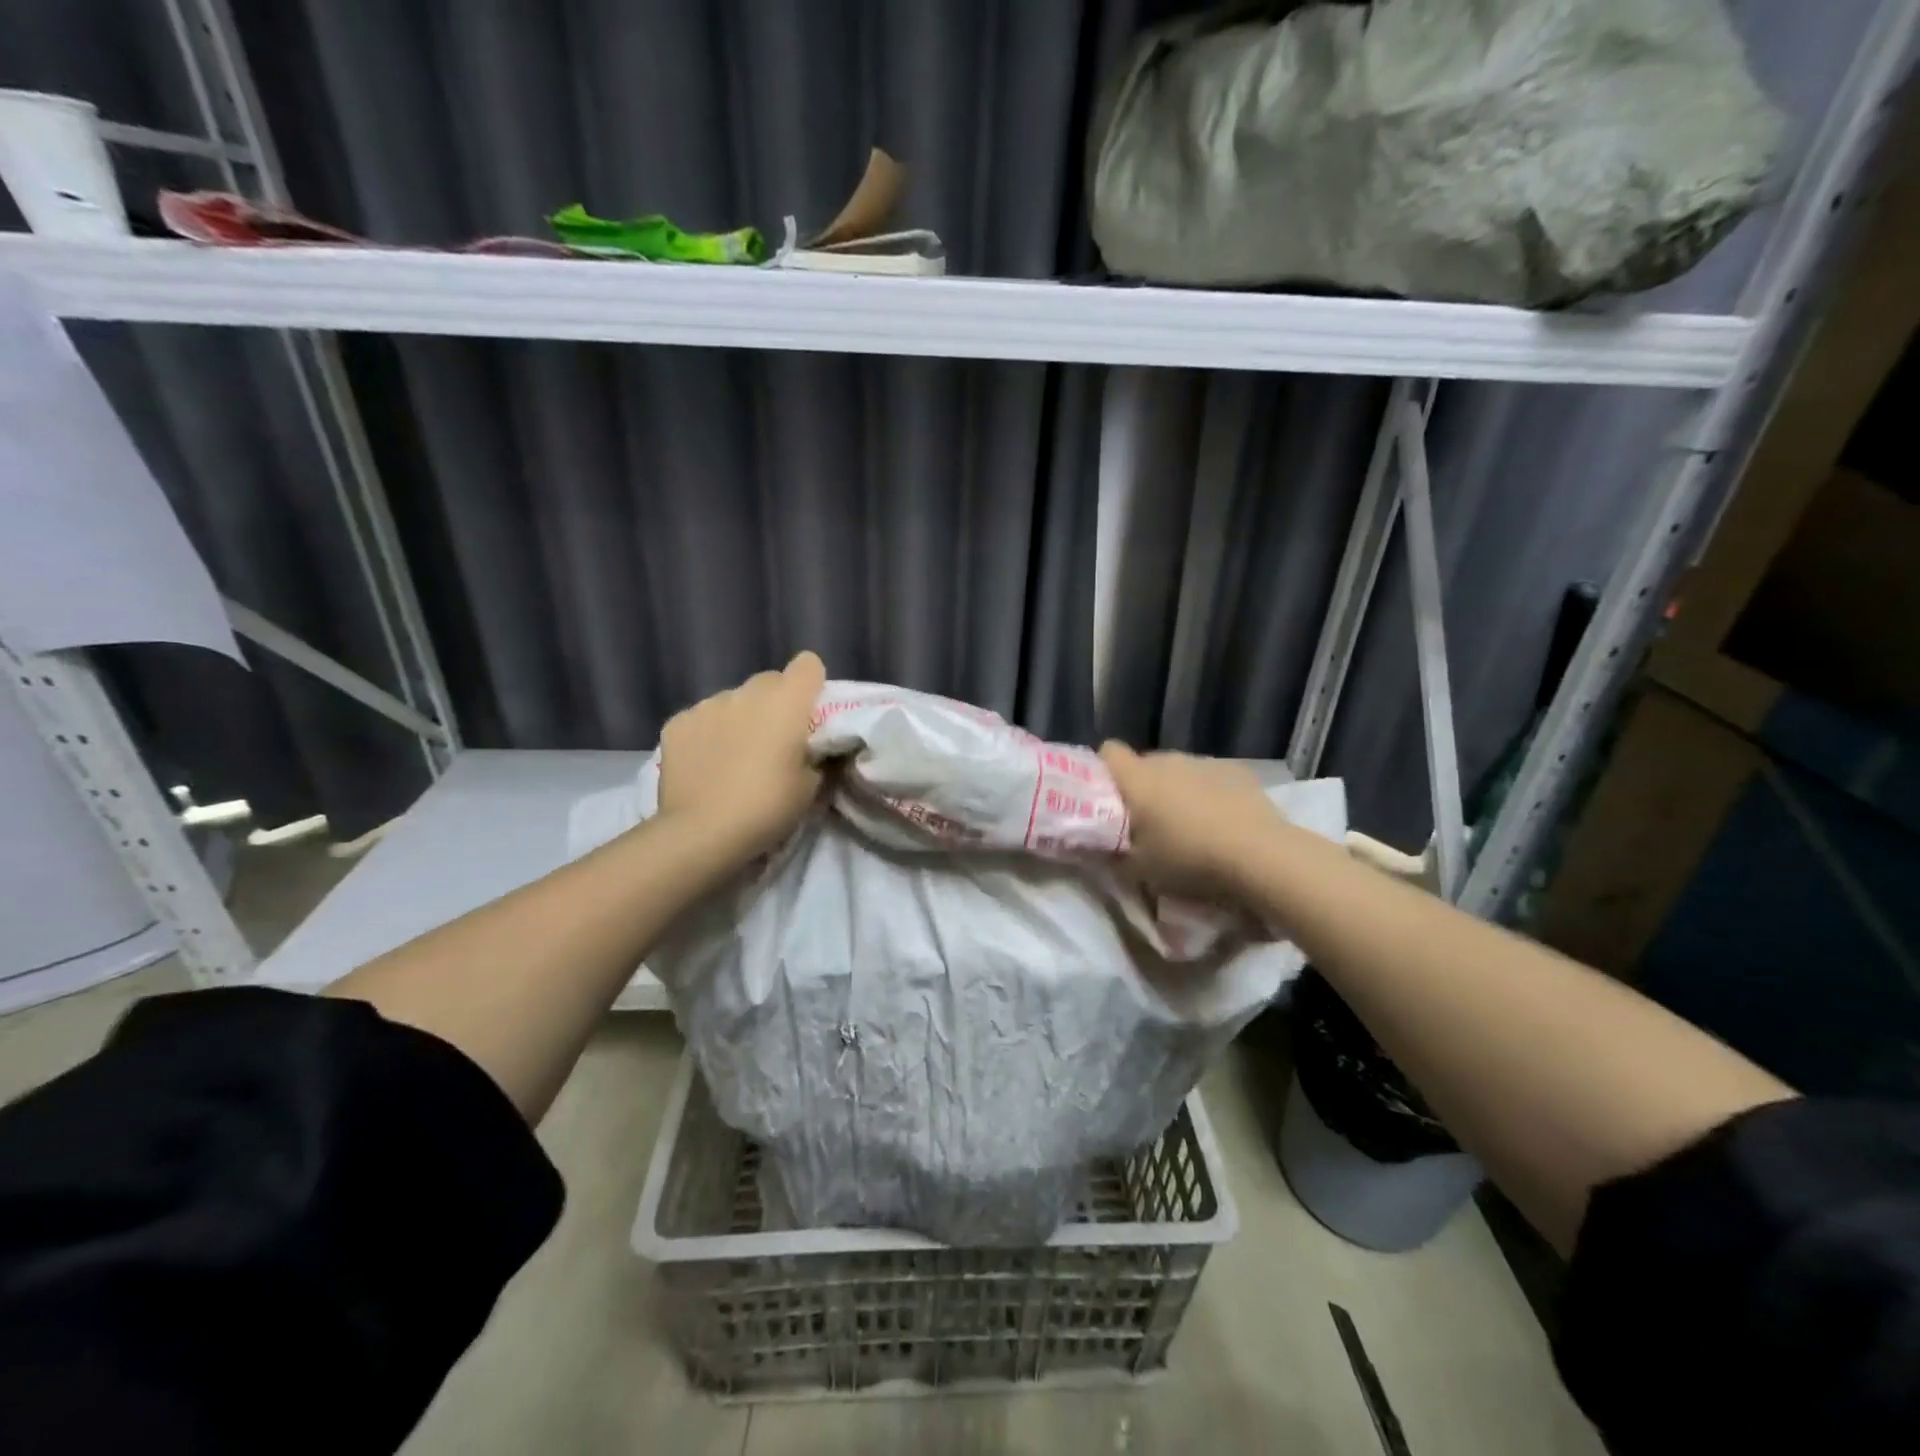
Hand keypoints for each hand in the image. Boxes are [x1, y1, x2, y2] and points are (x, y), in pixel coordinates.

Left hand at [657, 652, 826, 858]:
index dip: (811, 685)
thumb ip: (816, 756)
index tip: (809, 714)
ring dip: (740, 718)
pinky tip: (704, 764)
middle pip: (769, 681)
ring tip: (734, 757)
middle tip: (773, 742)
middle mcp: (747, 693)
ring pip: (733, 700)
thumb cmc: (767, 808)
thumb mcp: (811, 787)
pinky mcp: (676, 723)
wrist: (702, 832)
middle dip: (775, 704)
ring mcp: (707, 705)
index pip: (808, 664)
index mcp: (787, 702)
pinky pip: (701, 718)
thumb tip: (812, 749)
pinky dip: (707, 734)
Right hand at [1099, 742, 1289, 898]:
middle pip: (1145, 764)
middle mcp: (1168, 760)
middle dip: (1143, 788)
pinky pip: (1210, 778)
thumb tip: (1104, 849)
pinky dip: (1209, 795)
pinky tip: (1223, 823)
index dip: (1105, 770)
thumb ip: (1115, 856)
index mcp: (1138, 778)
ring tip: (1190, 827)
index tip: (1109, 797)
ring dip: (1177, 792)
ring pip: (1179, 772)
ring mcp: (1205, 763)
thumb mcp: (1139, 871)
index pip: (1109, 752)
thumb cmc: (1189, 860)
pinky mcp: (1238, 771)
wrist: (1260, 857)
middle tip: (1149, 824)